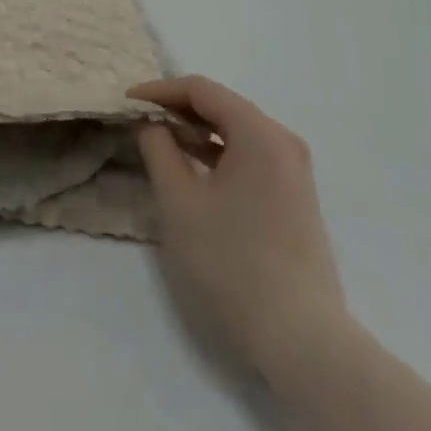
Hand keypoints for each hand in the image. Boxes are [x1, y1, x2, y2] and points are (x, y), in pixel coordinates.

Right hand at [130, 76, 353, 396]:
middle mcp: (282, 140)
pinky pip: (250, 156)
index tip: (128, 103)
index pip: (201, 89)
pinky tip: (194, 171)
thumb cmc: (233, 262)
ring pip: (236, 132)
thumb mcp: (179, 201)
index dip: (160, 91)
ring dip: (197, 133)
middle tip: (141, 121)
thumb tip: (151, 123)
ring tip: (161, 144)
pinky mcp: (295, 198)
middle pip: (221, 106)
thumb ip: (158, 148)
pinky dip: (219, 154)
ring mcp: (294, 171)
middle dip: (178, 110)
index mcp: (258, 131)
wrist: (302, 342)